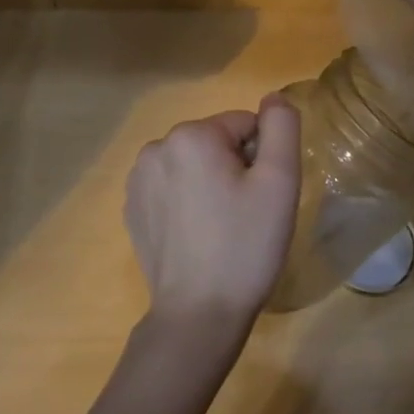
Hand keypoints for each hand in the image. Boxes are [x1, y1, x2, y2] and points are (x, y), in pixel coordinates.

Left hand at [124, 95, 302, 332]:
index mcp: (191, 135)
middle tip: (245, 213)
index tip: (261, 196)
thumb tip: (274, 99)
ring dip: (211, 183)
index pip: (245, 124)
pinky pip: (172, 187)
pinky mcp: (132, 209)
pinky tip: (197, 237)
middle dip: (234, 168)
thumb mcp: (279, 181)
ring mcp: (137, 180)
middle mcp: (156, 147)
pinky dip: (187, 202)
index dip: (262, 158)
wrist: (198, 314)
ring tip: (221, 227)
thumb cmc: (245, 245)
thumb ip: (282, 127)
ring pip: (194, 164)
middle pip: (216, 142)